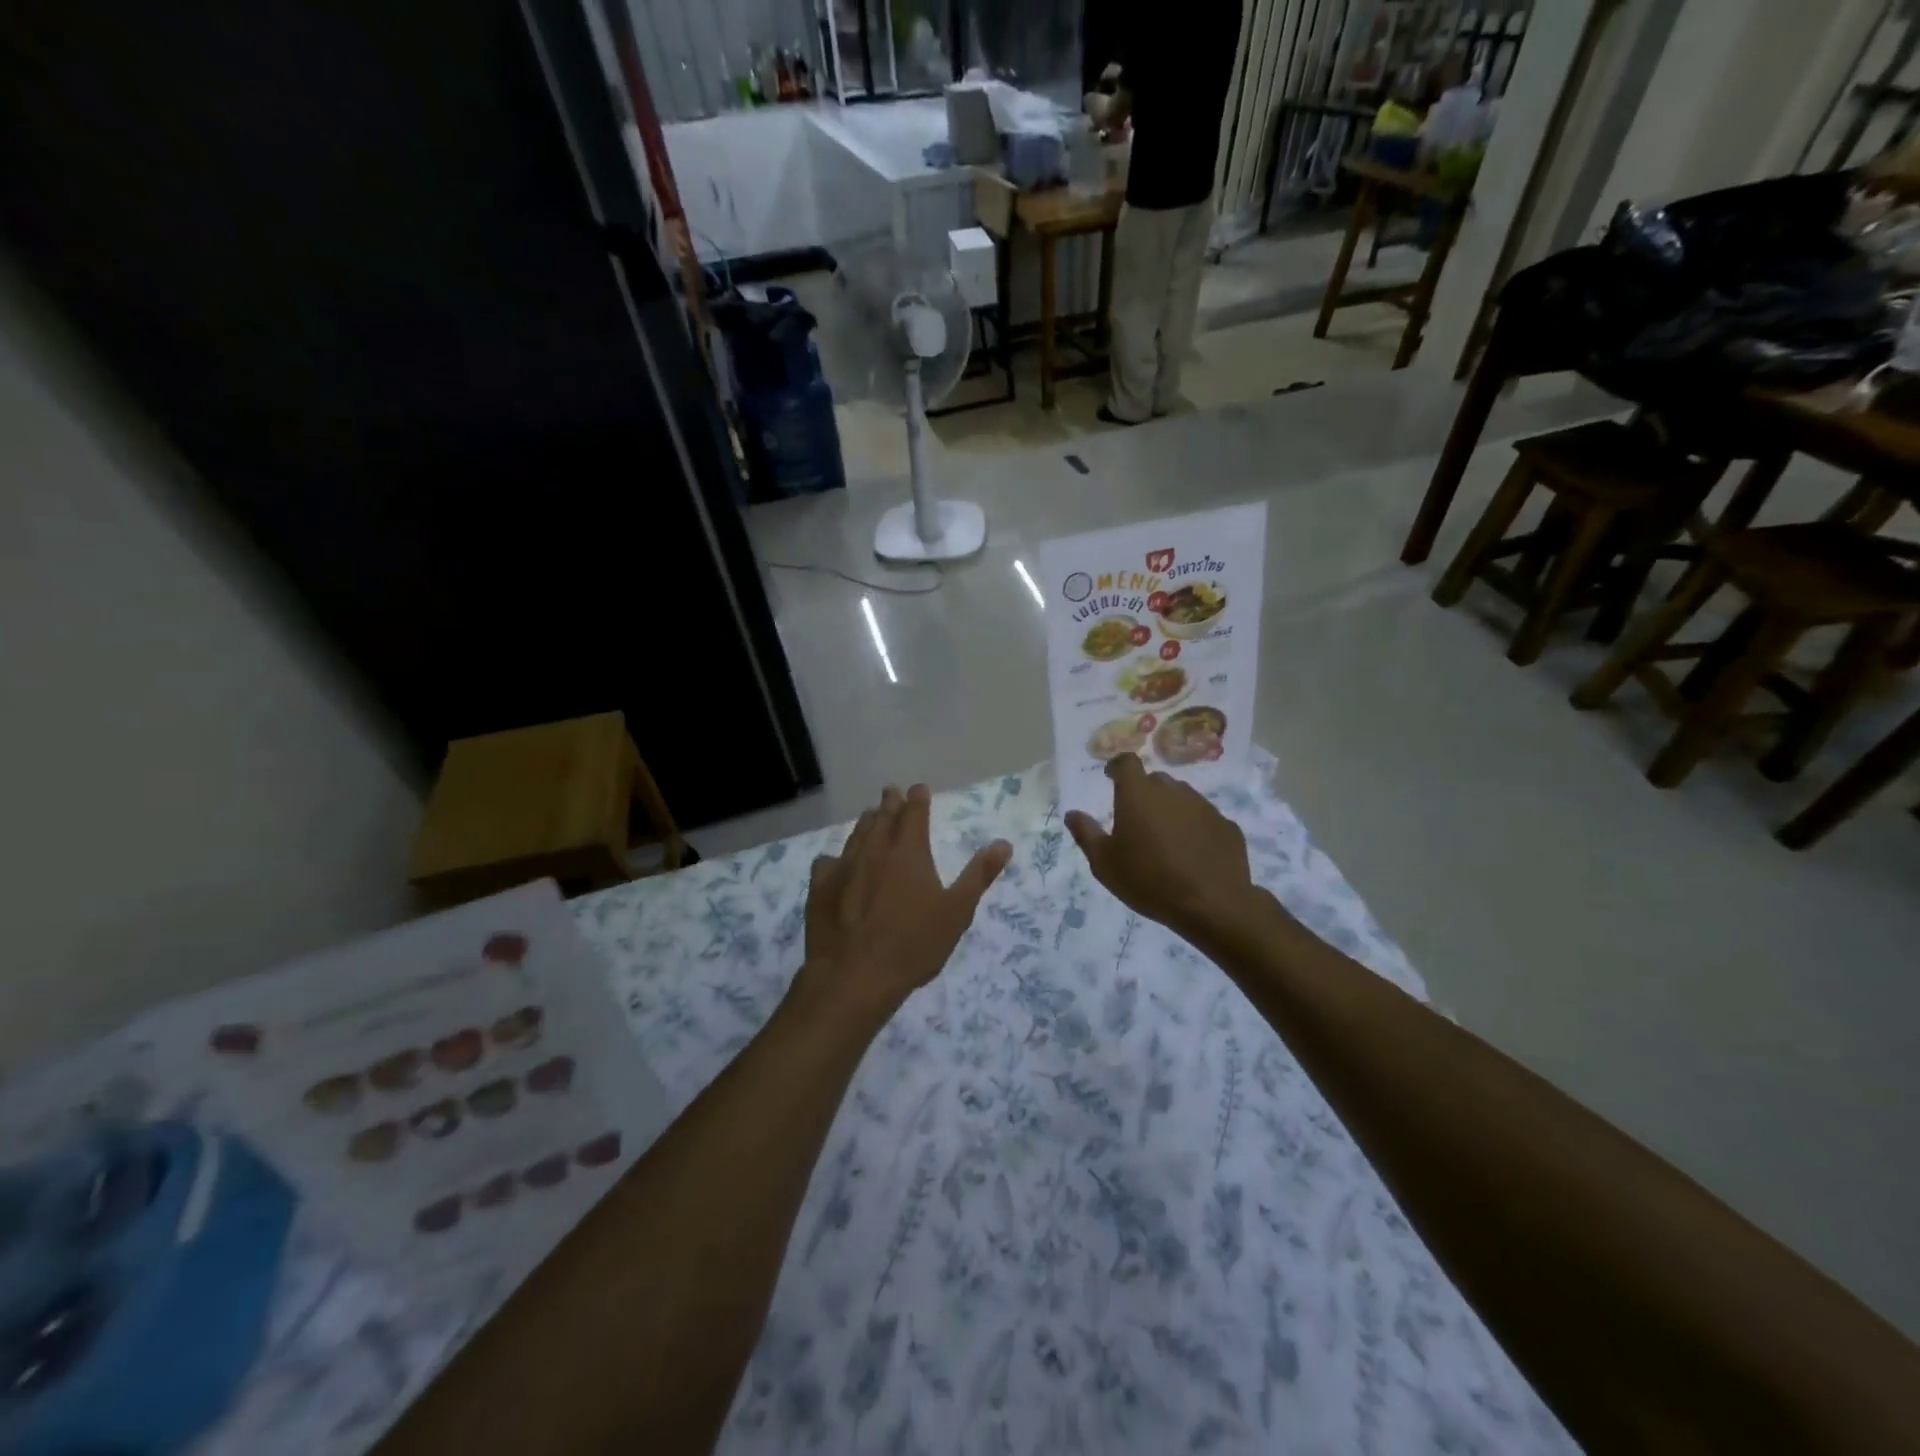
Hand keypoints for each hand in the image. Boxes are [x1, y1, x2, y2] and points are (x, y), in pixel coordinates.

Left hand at [798, 785, 1010, 1019]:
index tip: (919, 789)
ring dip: (866, 823)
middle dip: (890, 803)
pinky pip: (827, 862)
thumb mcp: (956, 912)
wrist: (854, 976)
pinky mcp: (820, 888)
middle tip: (892, 793)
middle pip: (882, 817)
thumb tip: (1003, 844)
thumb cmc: (913, 945)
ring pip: (856, 834)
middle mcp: (874, 850)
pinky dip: (836, 857)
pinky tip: (835, 864)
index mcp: (908, 851)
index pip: (913, 812)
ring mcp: (843, 867)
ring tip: (871, 817)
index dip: (917, 798)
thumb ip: (979, 875)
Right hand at [1065, 754, 1253, 935]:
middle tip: (1137, 819)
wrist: (1211, 904)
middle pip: (1155, 780)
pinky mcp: (1226, 825)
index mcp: (1138, 794)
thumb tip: (1072, 814)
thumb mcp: (1104, 863)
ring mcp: (1204, 806)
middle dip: (1144, 792)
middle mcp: (1172, 791)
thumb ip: (1086, 833)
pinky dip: (1194, 828)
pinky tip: (1192, 853)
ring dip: (1170, 809)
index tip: (1111, 777)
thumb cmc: (1148, 880)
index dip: (1117, 767)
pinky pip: (1204, 819)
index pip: (1127, 763)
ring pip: (1182, 798)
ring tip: (1165, 838)